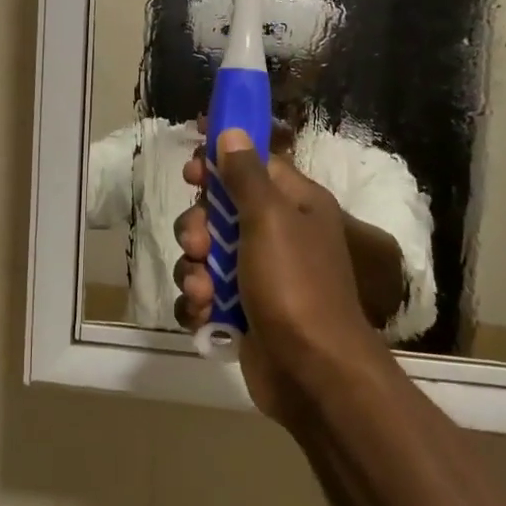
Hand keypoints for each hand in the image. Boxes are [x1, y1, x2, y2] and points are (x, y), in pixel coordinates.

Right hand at [173, 130, 383, 422]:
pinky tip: (204, 314)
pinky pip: (205, 294)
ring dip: (195, 271)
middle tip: (199, 244)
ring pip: (206, 256)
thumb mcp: (269, 219)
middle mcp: (277, 235)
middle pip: (220, 213)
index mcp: (294, 204)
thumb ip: (246, 175)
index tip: (191, 172)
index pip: (253, 166)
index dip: (219, 164)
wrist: (313, 374)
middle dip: (198, 228)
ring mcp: (258, 276)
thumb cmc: (295, 285)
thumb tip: (232, 132)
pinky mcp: (242, 311)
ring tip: (205, 291)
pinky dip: (199, 303)